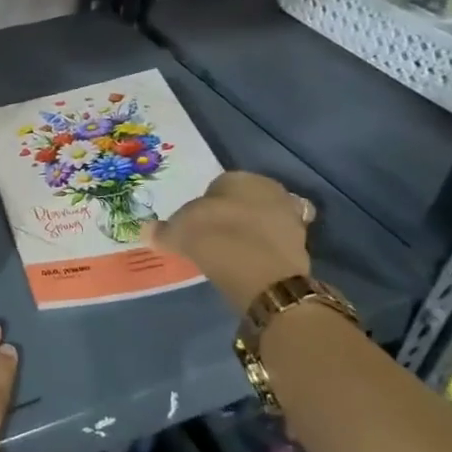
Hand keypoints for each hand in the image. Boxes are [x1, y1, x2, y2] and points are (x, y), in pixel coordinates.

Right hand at [144, 170, 312, 311]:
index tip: (198, 224)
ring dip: (254, 232)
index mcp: (238, 177)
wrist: (260, 274)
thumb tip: (147, 231)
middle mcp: (269, 189)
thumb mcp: (178, 233)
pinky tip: (254, 264)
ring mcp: (291, 217)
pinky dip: (268, 251)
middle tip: (217, 236)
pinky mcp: (304, 245)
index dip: (206, 205)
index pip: (218, 186)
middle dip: (235, 214)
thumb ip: (163, 231)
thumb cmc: (214, 237)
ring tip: (236, 253)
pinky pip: (278, 243)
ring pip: (265, 220)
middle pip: (246, 200)